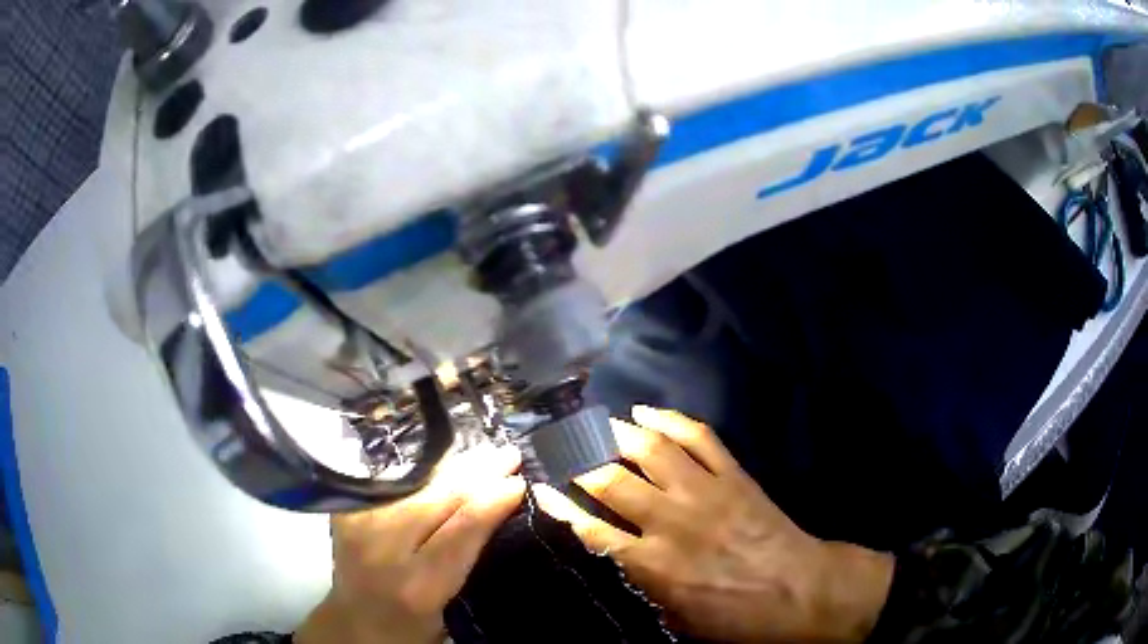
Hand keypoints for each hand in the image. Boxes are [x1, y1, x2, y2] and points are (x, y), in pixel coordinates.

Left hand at [296, 443, 524, 643]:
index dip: (492, 502)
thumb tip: (498, 509)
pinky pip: (393, 483)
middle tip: (508, 456)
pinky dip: (423, 473)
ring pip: (414, 485)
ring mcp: (359, 525)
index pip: (462, 530)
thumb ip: (468, 558)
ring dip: (453, 467)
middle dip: (477, 473)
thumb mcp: (450, 604)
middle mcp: (383, 549)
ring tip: (483, 455)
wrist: (355, 623)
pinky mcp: (346, 512)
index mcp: (418, 585)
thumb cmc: (413, 626)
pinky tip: (446, 464)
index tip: (519, 484)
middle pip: (436, 499)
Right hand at [534, 406, 893, 642]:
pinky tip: (648, 413)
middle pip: (611, 482)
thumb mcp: (679, 620)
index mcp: (654, 564)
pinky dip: (671, 420)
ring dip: (619, 433)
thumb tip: (618, 562)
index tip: (542, 486)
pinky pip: (699, 438)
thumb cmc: (738, 616)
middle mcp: (671, 521)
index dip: (561, 505)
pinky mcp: (733, 475)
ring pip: (652, 451)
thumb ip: (643, 589)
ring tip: (598, 425)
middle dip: (579, 462)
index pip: (592, 527)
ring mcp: (705, 491)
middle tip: (563, 449)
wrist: (800, 589)